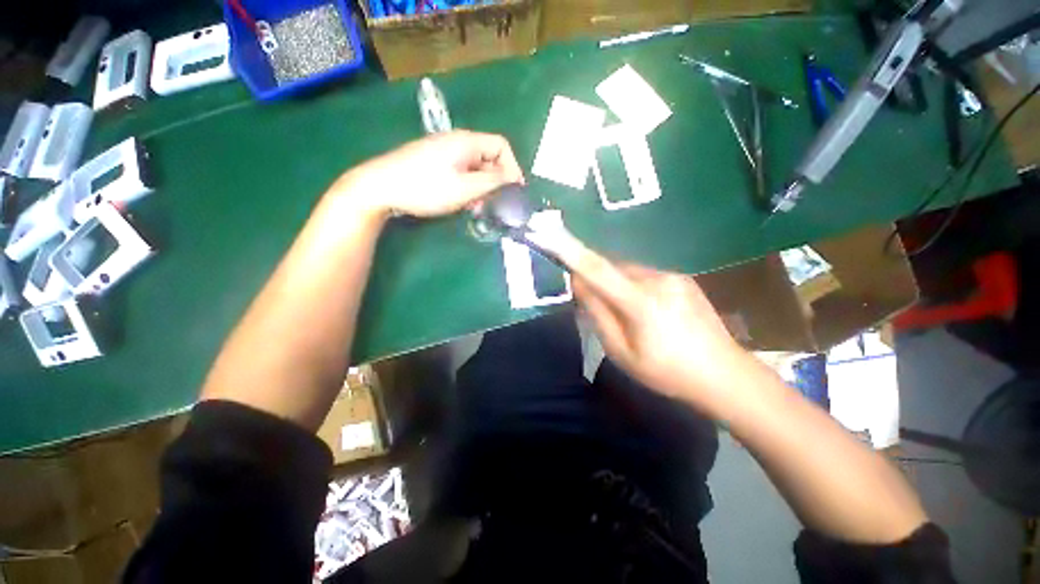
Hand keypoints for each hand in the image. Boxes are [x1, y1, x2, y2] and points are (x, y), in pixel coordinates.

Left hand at [334, 130, 524, 217]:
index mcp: (467, 142)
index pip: (502, 147)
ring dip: (481, 188)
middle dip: (495, 182)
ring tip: (476, 208)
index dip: (513, 168)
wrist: (380, 187)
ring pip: (475, 168)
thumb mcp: (465, 188)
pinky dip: (467, 187)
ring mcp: (444, 152)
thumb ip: (493, 182)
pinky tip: (461, 203)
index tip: (514, 192)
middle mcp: (458, 142)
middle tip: (493, 205)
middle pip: (488, 158)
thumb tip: (513, 179)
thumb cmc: (426, 187)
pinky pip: (461, 172)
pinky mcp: (435, 163)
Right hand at [527, 227, 753, 415]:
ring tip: (623, 312)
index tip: (553, 237)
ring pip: (627, 270)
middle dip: (595, 277)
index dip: (573, 252)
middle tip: (590, 302)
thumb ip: (597, 315)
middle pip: (611, 267)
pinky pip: (643, 274)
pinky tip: (643, 309)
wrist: (724, 375)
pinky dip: (631, 284)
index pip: (598, 269)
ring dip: (614, 282)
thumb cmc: (667, 372)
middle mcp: (657, 279)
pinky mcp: (681, 278)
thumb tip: (579, 283)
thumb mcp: (621, 352)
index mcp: (642, 302)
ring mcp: (673, 276)